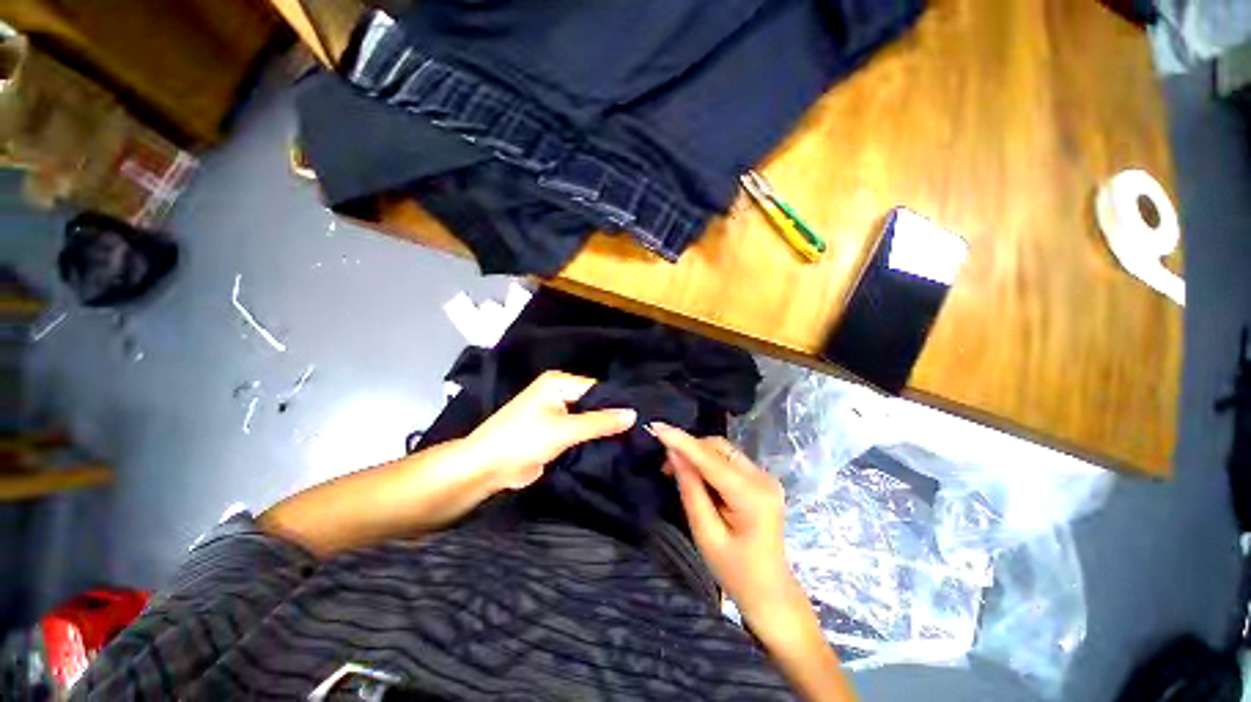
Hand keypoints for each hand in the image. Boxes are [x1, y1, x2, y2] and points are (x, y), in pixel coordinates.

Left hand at [465, 371, 636, 490]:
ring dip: (602, 430)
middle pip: (593, 404)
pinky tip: (612, 447)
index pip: (597, 389)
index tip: (641, 417)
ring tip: (632, 439)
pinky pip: (578, 432)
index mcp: (559, 383)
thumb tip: (633, 414)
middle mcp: (558, 393)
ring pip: (587, 419)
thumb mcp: (565, 429)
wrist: (486, 468)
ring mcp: (556, 413)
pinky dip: (591, 439)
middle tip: (640, 431)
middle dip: (611, 418)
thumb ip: (600, 422)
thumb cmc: (523, 439)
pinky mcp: (554, 432)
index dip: (617, 403)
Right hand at [651, 423, 807, 627]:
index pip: (710, 459)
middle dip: (688, 449)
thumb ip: (690, 490)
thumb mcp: (706, 534)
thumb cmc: (736, 573)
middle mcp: (762, 478)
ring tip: (676, 472)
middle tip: (664, 466)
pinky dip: (708, 462)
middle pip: (718, 448)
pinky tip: (696, 477)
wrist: (770, 592)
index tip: (656, 426)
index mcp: (752, 496)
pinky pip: (727, 460)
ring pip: (722, 450)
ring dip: (697, 455)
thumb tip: (673, 454)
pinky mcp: (760, 479)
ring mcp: (764, 477)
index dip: (682, 441)